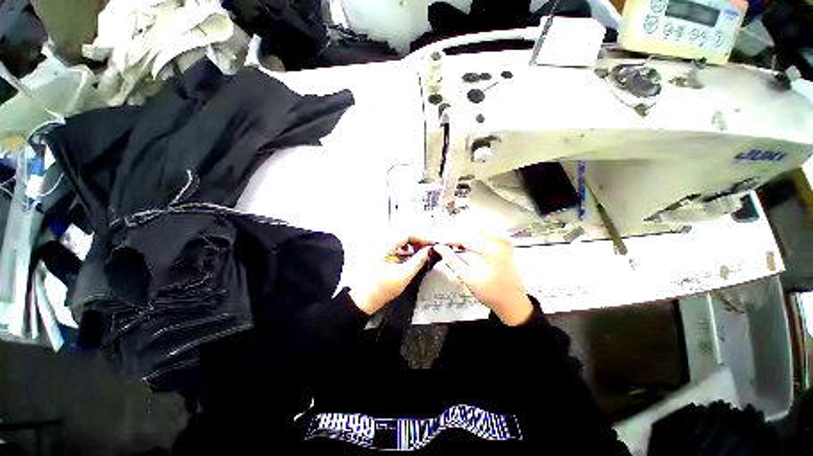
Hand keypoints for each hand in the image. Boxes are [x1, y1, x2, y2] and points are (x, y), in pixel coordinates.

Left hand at [349, 235, 431, 314]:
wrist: (363, 300)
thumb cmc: (382, 289)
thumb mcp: (403, 275)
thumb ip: (418, 261)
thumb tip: (429, 250)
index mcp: (385, 246)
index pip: (406, 234)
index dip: (420, 237)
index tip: (432, 244)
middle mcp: (382, 244)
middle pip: (404, 236)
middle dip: (418, 241)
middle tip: (430, 248)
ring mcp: (381, 250)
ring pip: (401, 241)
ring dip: (413, 245)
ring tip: (424, 251)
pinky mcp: (382, 256)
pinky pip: (397, 248)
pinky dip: (407, 250)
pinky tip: (413, 256)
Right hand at [434, 233, 532, 325]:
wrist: (513, 303)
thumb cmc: (491, 293)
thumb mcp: (468, 277)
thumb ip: (452, 260)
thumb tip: (439, 247)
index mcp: (492, 248)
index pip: (465, 238)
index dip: (449, 240)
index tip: (437, 243)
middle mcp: (499, 240)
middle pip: (471, 233)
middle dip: (455, 239)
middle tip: (442, 246)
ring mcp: (502, 242)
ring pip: (476, 234)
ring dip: (463, 239)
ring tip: (450, 247)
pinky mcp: (503, 246)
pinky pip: (483, 238)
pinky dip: (472, 241)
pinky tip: (463, 248)